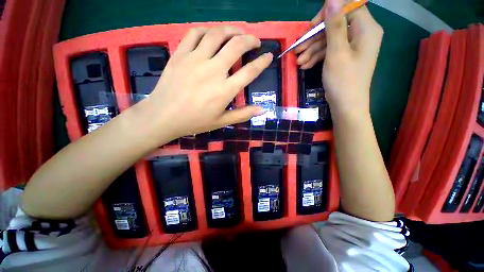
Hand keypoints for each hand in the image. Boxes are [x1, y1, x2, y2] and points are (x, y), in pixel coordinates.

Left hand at [135, 26, 271, 141]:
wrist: (163, 116)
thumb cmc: (195, 121)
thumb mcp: (222, 121)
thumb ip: (243, 114)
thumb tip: (262, 110)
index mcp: (225, 90)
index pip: (250, 71)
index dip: (262, 62)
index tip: (269, 56)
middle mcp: (213, 71)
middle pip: (237, 46)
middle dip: (251, 40)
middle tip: (255, 41)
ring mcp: (195, 59)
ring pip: (217, 34)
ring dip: (232, 30)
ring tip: (238, 33)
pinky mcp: (180, 54)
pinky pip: (195, 33)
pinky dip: (207, 30)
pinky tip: (212, 34)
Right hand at [296, 0, 383, 116]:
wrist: (346, 106)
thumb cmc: (343, 81)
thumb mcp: (336, 53)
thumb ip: (334, 25)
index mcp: (366, 29)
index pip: (347, 8)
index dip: (327, 14)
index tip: (310, 27)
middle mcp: (361, 34)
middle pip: (335, 25)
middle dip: (314, 37)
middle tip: (297, 49)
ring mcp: (352, 47)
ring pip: (329, 40)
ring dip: (312, 50)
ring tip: (298, 62)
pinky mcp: (344, 57)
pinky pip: (330, 51)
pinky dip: (317, 57)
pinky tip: (305, 66)